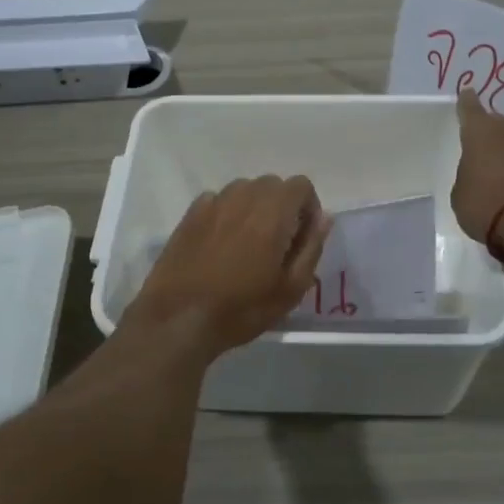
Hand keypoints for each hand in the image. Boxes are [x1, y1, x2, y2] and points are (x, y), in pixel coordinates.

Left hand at [128, 176, 331, 353]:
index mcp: (273, 211)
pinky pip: (218, 201)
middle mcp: (244, 196)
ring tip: (248, 244)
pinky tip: (220, 245)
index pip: (301, 185)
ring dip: (254, 208)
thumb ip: (312, 247)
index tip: (302, 237)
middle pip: (272, 185)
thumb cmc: (242, 308)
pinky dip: (227, 213)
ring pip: (244, 190)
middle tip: (278, 244)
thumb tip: (324, 218)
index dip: (308, 207)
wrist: (179, 318)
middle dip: (282, 206)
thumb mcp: (291, 288)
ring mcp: (214, 202)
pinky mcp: (190, 214)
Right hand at [451, 90, 503, 247]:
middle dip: (490, 131)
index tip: (467, 91)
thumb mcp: (461, 194)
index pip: (470, 109)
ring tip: (498, 167)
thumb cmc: (485, 202)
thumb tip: (477, 177)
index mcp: (480, 132)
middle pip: (498, 124)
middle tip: (481, 143)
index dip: (466, 103)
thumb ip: (467, 178)